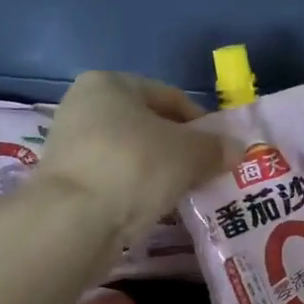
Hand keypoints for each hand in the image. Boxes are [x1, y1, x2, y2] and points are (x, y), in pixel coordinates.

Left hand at [37, 72, 238, 245]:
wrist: (74, 220)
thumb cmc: (135, 166)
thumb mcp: (189, 153)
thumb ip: (215, 148)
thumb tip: (236, 149)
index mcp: (109, 83)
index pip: (170, 97)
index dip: (202, 123)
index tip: (222, 149)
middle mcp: (84, 107)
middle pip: (149, 126)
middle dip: (181, 150)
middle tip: (207, 173)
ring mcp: (72, 146)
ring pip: (133, 155)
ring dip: (161, 172)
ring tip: (185, 194)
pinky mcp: (67, 183)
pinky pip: (116, 181)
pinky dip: (138, 191)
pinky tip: (155, 209)